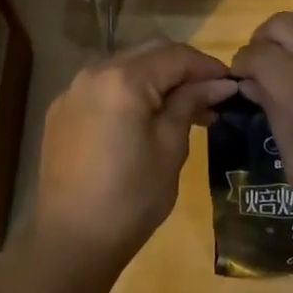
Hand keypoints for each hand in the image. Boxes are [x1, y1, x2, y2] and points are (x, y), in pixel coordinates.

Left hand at [27, 40, 235, 274]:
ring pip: (125, 66)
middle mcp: (95, 72)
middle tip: (209, 94)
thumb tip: (219, 84)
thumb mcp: (171, 148)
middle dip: (182, 68)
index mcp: (125, 79)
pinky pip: (103, 86)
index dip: (207, 66)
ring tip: (181, 108)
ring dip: (155, 78)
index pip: (176, 55)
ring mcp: (73, 90)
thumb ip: (191, 104)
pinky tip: (142, 119)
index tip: (231, 84)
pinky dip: (129, 92)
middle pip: (149, 52)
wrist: (70, 241)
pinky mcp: (62, 110)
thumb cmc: (131, 198)